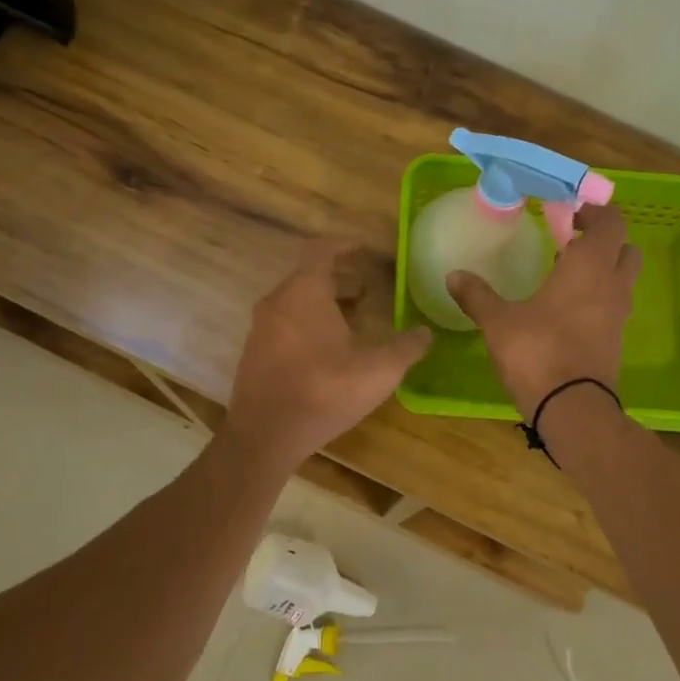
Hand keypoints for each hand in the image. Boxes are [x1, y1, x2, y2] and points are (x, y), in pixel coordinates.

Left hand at [226, 240, 432, 467]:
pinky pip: (284, 324)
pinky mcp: (253, 353)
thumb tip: (426, 333)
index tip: (365, 250)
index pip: (322, 249)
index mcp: (305, 291)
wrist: (265, 435)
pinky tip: (328, 350)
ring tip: (353, 319)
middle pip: (309, 275)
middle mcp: (277, 301)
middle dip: (340, 278)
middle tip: (368, 289)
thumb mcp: (378, 370)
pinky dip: (307, 324)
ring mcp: (261, 327)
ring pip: (295, 301)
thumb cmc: (324, 391)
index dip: (345, 245)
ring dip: (324, 303)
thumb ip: (406, 347)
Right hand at [447, 202, 640, 418]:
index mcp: (589, 266)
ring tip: (564, 276)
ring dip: (603, 270)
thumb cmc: (537, 352)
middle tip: (570, 243)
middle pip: (626, 248)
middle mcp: (612, 285)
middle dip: (603, 241)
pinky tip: (565, 311)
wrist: (572, 408)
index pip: (611, 222)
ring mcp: (619, 315)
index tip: (568, 214)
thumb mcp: (498, 322)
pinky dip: (598, 299)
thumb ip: (477, 295)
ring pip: (622, 279)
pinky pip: (613, 307)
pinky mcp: (616, 341)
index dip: (594, 212)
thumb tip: (453, 275)